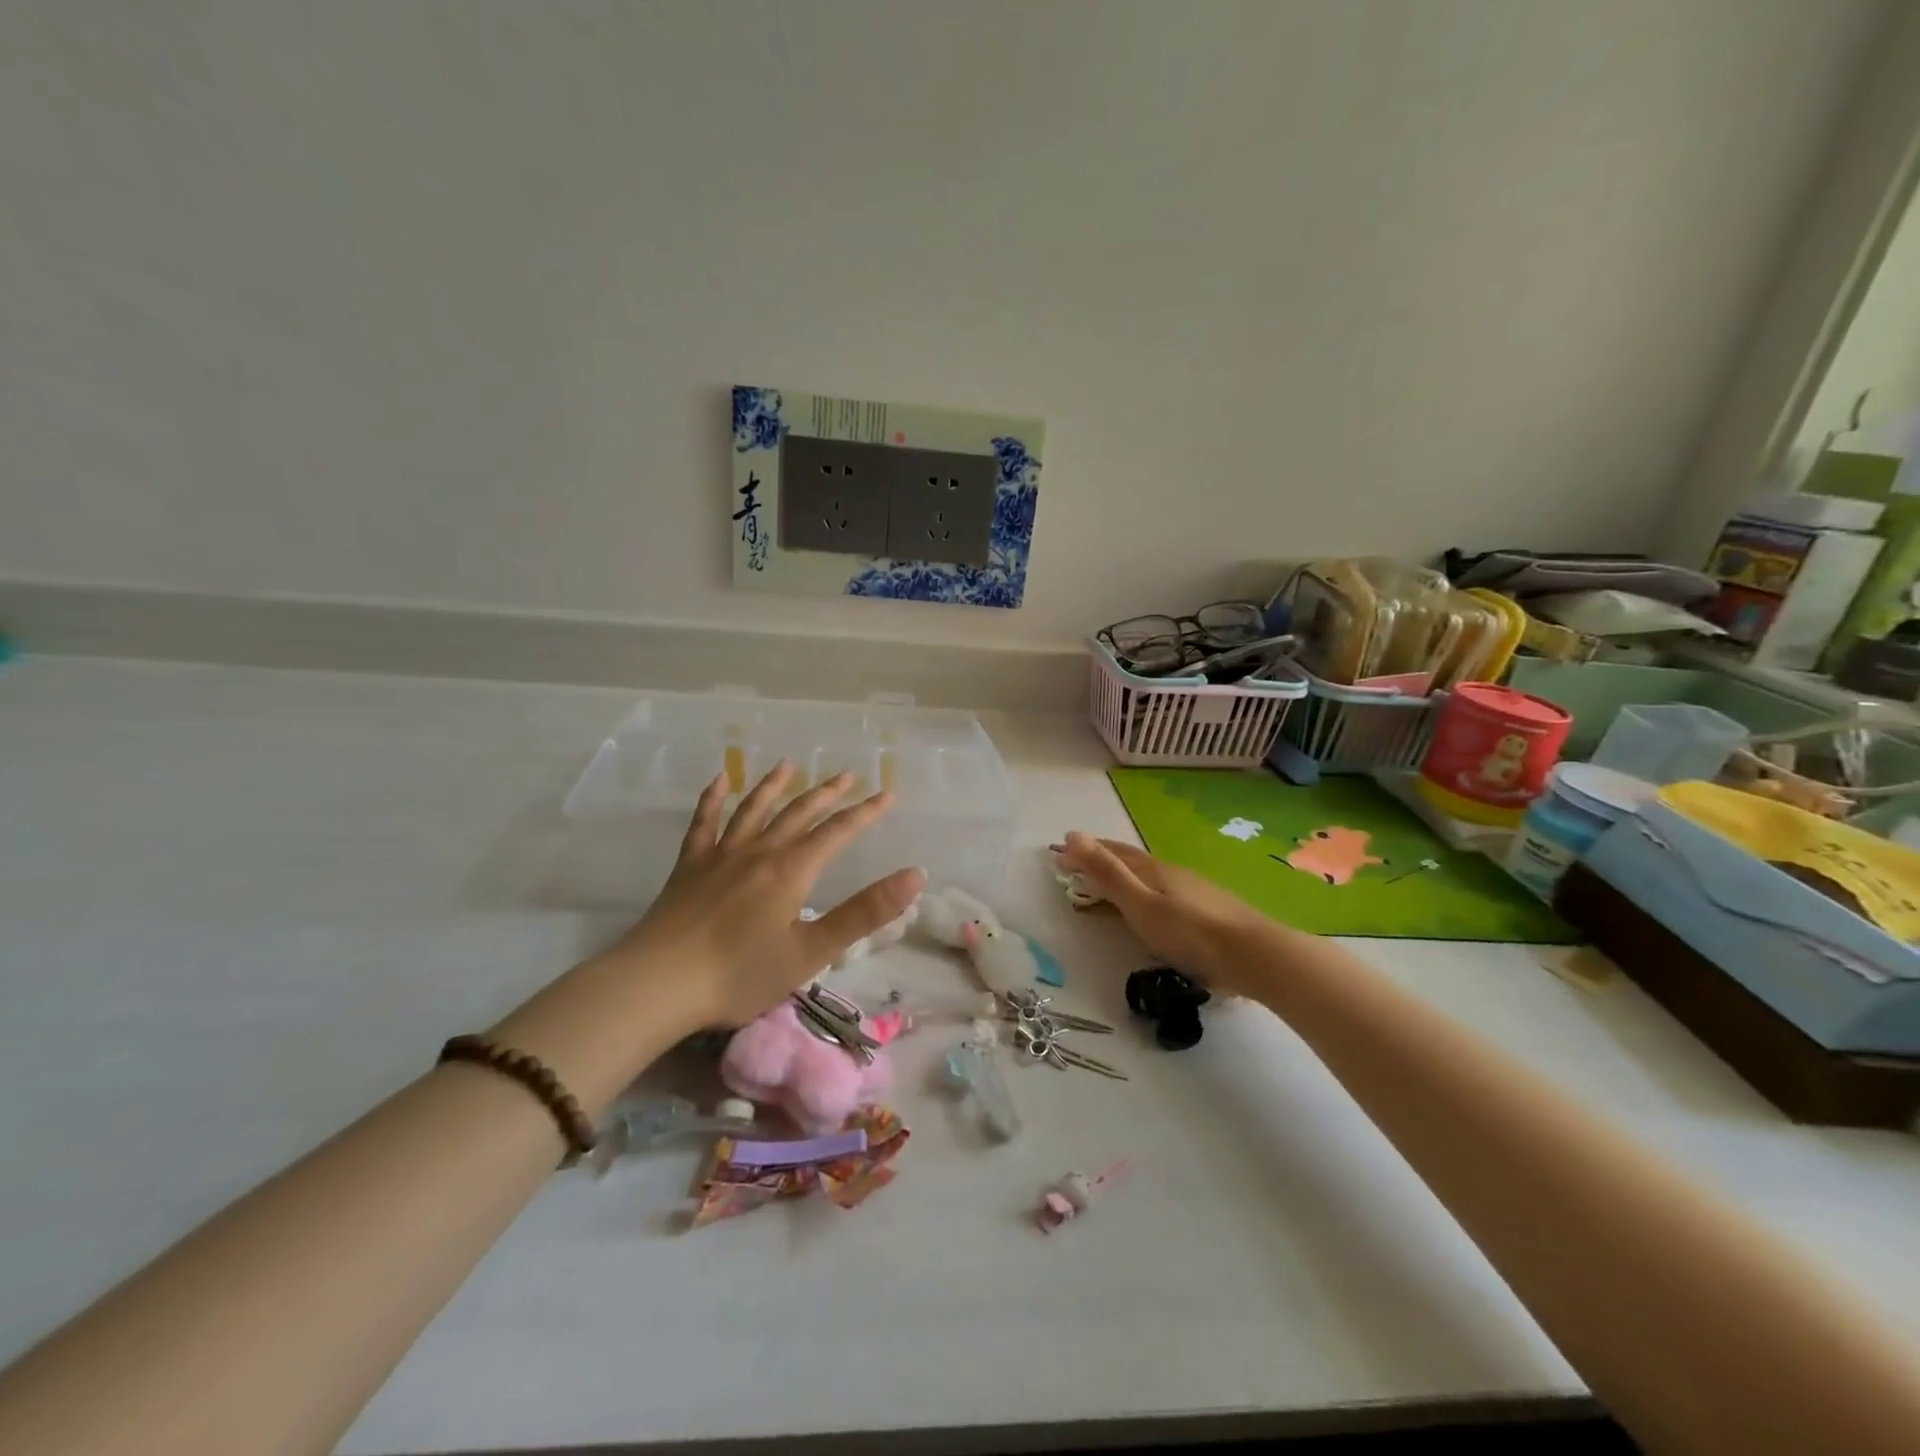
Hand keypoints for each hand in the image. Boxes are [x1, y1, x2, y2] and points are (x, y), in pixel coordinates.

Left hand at [606, 763, 924, 1027]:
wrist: (657, 984)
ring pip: (754, 809)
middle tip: (847, 774)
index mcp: (791, 870)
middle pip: (799, 813)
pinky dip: (713, 798)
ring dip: (774, 786)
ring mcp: (720, 854)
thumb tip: (914, 876)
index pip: (838, 832)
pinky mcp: (689, 866)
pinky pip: (703, 822)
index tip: (888, 794)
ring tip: (789, 765)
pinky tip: (720, 780)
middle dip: (827, 793)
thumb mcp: (811, 952)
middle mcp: (759, 851)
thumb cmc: (740, 974)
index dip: (866, 813)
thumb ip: (864, 913)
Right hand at [1057, 832, 1274, 995]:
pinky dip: (1148, 890)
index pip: (1111, 854)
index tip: (1059, 852)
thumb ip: (1106, 872)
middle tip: (1079, 860)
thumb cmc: (1189, 932)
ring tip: (1112, 880)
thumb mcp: (1139, 904)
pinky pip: (1167, 891)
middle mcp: (1171, 872)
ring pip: (1151, 875)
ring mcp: (1193, 889)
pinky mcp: (1209, 909)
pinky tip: (1157, 903)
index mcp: (1151, 870)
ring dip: (1126, 874)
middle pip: (1131, 861)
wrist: (1253, 954)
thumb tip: (1073, 834)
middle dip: (1103, 858)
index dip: (1085, 851)